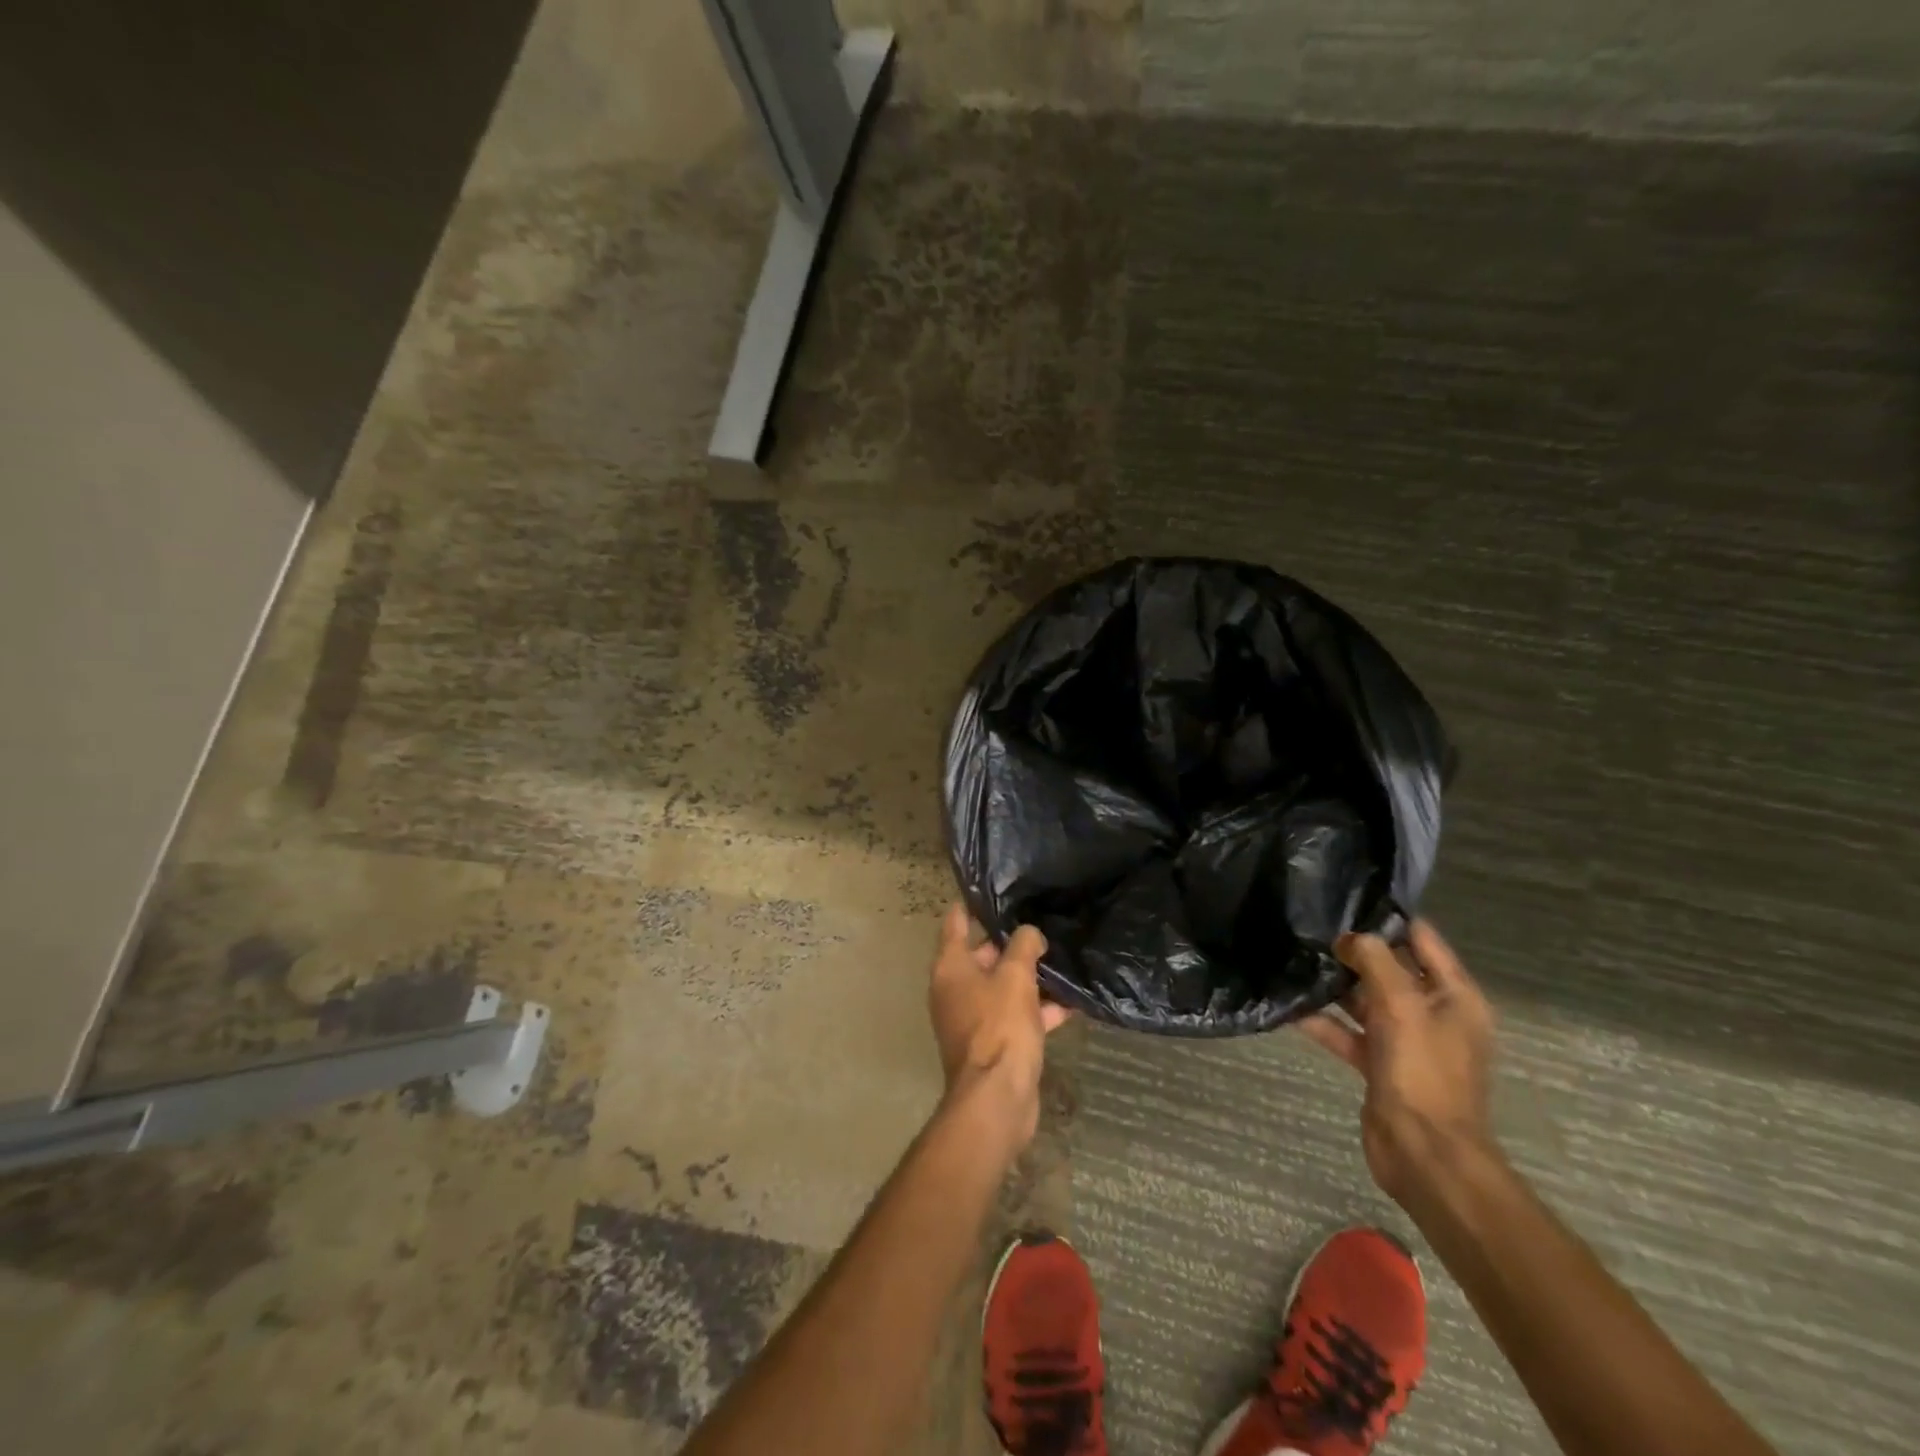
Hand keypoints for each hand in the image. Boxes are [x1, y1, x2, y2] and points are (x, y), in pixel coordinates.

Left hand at [928, 904, 1070, 1151]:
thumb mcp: (1016, 976)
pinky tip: (1071, 1003)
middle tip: (1040, 924)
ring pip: (1002, 987)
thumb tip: (1030, 934)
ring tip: (1061, 959)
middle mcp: (955, 990)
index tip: (992, 891)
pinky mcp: (994, 1043)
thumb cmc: (999, 1025)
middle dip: (1010, 943)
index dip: (972, 905)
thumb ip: (1024, 946)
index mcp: (950, 967)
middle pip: (982, 955)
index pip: (956, 923)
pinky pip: (1015, 1016)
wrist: (997, 1097)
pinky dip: (1037, 1009)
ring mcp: (973, 1019)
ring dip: (1029, 978)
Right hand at [1297, 920, 1500, 1205]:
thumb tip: (1349, 938)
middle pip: (1391, 968)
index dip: (1389, 919)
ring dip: (1336, 984)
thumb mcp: (1401, 1005)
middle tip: (1310, 927)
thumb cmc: (1422, 1071)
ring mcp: (1406, 1040)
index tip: (1346, 899)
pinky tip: (1290, 1007)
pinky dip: (1323, 1021)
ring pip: (1366, 1000)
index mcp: (1454, 996)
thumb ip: (1374, 961)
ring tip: (1295, 959)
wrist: (1424, 1152)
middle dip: (1354, 950)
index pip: (1423, 940)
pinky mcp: (1380, 1064)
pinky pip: (1348, 1032)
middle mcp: (1433, 1013)